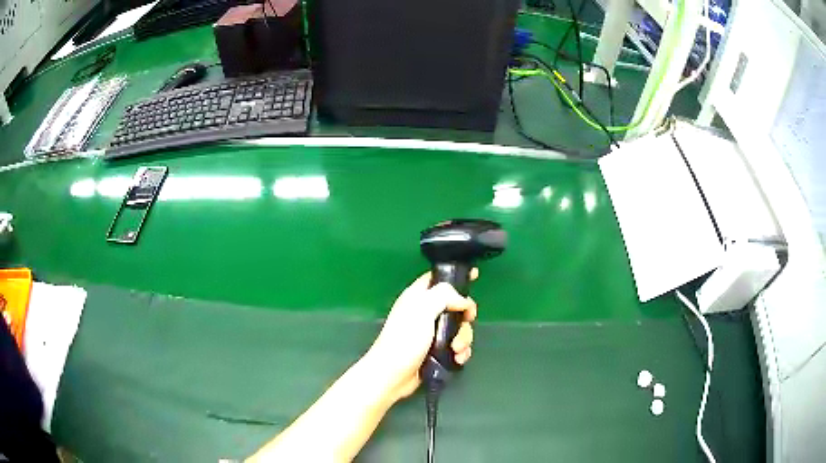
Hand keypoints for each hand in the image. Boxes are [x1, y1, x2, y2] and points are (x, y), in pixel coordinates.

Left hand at [366, 270, 477, 401]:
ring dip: (464, 338)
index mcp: (418, 297)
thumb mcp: (423, 309)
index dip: (455, 276)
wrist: (393, 375)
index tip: (475, 275)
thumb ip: (444, 295)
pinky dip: (461, 351)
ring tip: (456, 349)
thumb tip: (462, 300)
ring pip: (459, 327)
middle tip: (466, 321)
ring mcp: (431, 333)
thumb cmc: (404, 340)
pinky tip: (457, 358)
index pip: (438, 277)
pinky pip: (457, 345)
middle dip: (465, 316)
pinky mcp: (436, 351)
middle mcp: (425, 312)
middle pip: (456, 305)